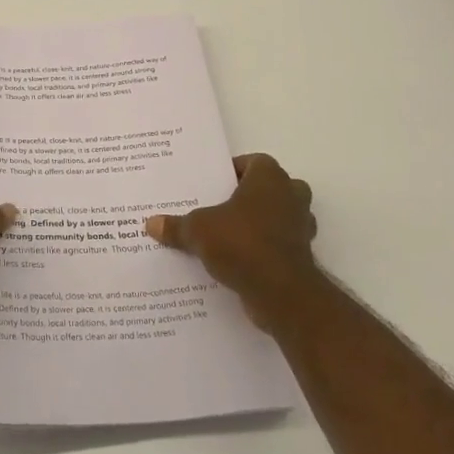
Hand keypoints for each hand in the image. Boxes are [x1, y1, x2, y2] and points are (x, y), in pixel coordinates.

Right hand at [145, 154, 318, 327]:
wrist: (281, 292)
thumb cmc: (242, 243)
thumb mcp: (198, 230)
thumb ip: (177, 226)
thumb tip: (151, 223)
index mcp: (269, 178)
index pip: (254, 162)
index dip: (234, 170)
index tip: (213, 184)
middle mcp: (291, 196)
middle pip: (269, 188)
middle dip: (248, 197)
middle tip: (219, 208)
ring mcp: (301, 227)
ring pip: (278, 217)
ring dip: (259, 224)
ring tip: (227, 235)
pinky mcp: (302, 256)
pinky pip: (279, 245)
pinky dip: (265, 250)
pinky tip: (239, 261)